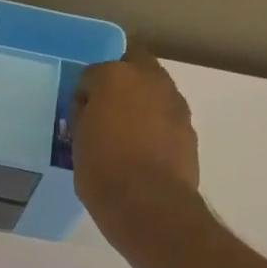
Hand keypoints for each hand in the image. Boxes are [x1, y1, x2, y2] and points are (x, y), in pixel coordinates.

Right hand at [71, 41, 202, 252]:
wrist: (148, 204)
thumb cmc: (102, 171)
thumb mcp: (78, 142)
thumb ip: (84, 116)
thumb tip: (90, 109)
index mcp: (115, 77)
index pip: (92, 73)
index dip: (83, 93)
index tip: (79, 114)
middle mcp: (149, 79)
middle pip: (133, 63)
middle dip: (119, 80)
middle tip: (104, 108)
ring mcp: (174, 102)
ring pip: (154, 88)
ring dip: (140, 100)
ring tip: (125, 130)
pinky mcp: (188, 126)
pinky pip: (166, 114)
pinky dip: (155, 122)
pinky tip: (143, 147)